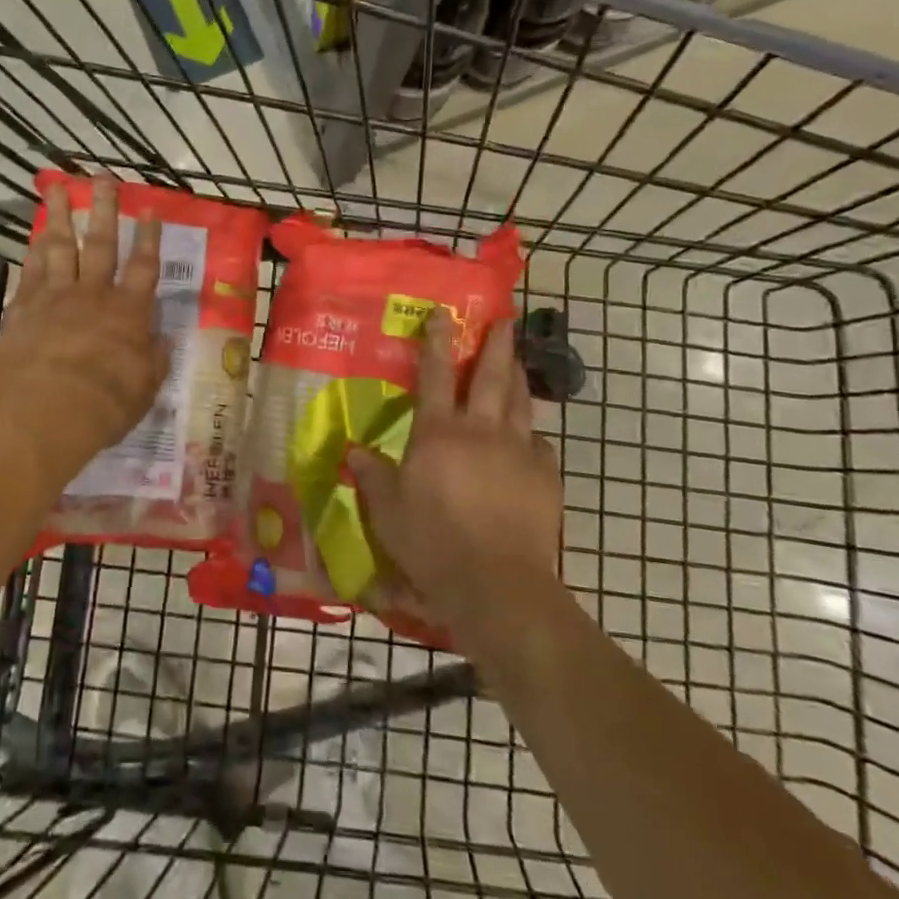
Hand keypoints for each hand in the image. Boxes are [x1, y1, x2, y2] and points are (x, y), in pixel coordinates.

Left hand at [0, 179, 169, 495]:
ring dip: (59, 216)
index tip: (150, 210)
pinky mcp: (22, 310)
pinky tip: (34, 236)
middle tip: (102, 177)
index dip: (149, 237)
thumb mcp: (145, 389)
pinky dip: (33, 251)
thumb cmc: (104, 406)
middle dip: (104, 208)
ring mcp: (54, 298)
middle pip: (101, 243)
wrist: (45, 416)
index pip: (144, 266)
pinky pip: (30, 272)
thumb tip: (162, 341)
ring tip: (57, 189)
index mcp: (128, 312)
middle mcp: (93, 295)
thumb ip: (154, 360)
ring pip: (59, 247)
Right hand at [349, 311, 563, 647]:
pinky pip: (539, 443)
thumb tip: (352, 450)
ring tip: (518, 361)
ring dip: (519, 377)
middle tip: (505, 320)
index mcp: (438, 433)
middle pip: (491, 377)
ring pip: (521, 402)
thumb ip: (372, 475)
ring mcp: (519, 452)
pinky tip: (530, 437)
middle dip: (497, 344)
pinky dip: (531, 433)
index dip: (437, 341)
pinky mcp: (546, 478)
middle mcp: (481, 431)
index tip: (444, 314)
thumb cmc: (432, 542)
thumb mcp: (387, 510)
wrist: (498, 584)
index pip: (435, 375)